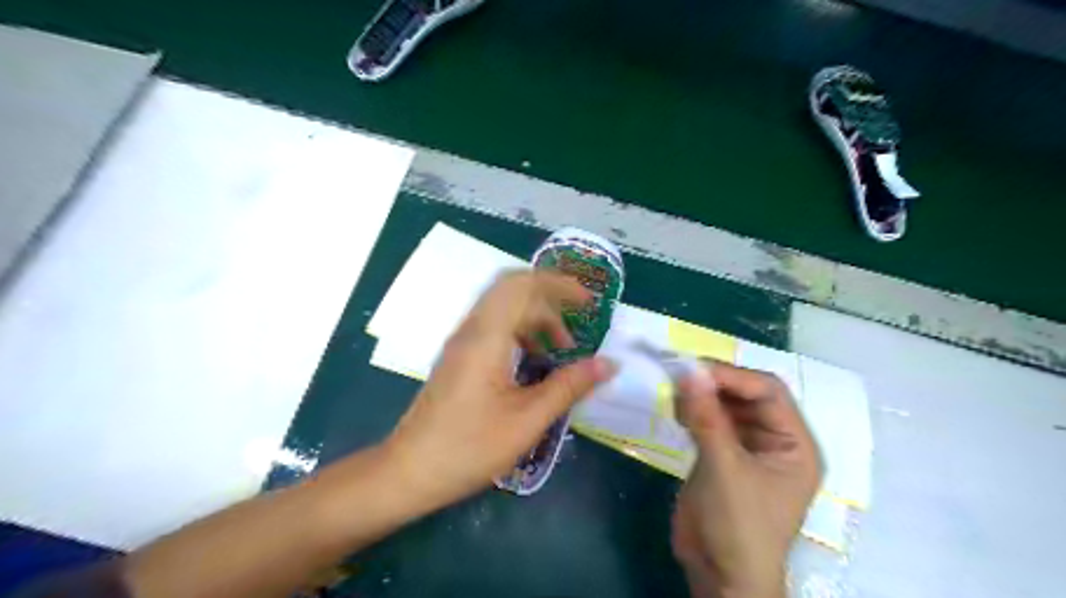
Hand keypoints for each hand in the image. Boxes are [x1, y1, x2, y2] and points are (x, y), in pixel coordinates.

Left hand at [383, 272, 616, 508]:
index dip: (558, 284)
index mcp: (486, 338)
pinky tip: (534, 361)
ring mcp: (461, 343)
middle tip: (579, 321)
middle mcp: (471, 331)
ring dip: (535, 317)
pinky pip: (493, 326)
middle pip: (512, 290)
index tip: (589, 300)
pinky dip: (520, 331)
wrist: (409, 472)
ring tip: (561, 349)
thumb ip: (569, 387)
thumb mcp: (527, 421)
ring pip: (502, 308)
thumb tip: (609, 364)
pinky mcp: (458, 357)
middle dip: (550, 297)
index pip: (522, 285)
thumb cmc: (469, 448)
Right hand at [668, 360, 818, 597]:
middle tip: (677, 375)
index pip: (768, 391)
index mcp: (794, 444)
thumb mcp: (724, 469)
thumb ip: (707, 418)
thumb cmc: (739, 527)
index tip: (693, 368)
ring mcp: (748, 448)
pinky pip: (711, 422)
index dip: (732, 376)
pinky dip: (694, 412)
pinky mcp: (723, 456)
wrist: (721, 577)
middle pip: (747, 396)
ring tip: (673, 392)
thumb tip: (689, 372)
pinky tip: (676, 411)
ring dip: (701, 396)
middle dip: (714, 384)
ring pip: (726, 407)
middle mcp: (774, 440)